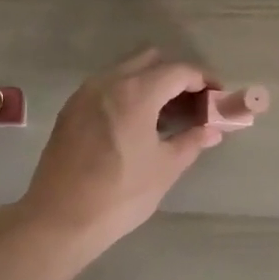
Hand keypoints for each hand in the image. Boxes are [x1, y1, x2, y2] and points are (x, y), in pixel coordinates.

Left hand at [16, 48, 221, 253]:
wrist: (60, 219)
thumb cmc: (120, 194)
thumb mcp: (165, 168)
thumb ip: (192, 141)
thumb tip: (213, 130)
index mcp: (136, 92)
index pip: (179, 71)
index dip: (204, 80)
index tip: (218, 97)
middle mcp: (108, 82)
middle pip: (151, 60)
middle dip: (176, 76)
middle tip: (193, 103)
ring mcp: (85, 93)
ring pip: (126, 70)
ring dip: (151, 82)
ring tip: (167, 115)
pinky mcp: (71, 109)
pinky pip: (107, 87)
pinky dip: (128, 93)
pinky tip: (138, 124)